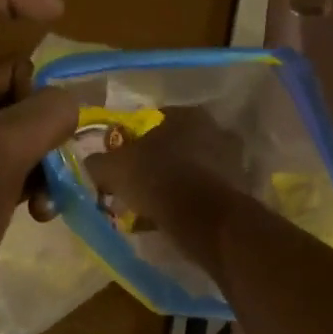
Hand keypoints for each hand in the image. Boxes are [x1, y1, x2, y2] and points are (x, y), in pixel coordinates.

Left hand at [0, 0, 77, 325]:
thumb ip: (44, 115)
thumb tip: (74, 100)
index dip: (9, 2)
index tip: (60, 13)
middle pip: (6, 75)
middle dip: (43, 102)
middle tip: (68, 129)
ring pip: (19, 124)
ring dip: (46, 149)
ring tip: (55, 182)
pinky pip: (17, 163)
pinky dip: (36, 179)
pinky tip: (43, 212)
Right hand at [84, 106, 248, 226]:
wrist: (202, 218)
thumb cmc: (157, 179)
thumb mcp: (114, 169)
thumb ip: (99, 162)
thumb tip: (92, 163)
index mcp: (187, 114)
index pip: (156, 119)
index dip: (135, 140)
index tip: (124, 160)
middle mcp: (216, 130)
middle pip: (178, 145)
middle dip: (159, 162)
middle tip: (138, 184)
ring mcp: (233, 160)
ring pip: (194, 170)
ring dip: (176, 184)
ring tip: (154, 206)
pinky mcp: (240, 190)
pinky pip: (206, 193)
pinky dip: (191, 203)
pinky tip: (173, 218)